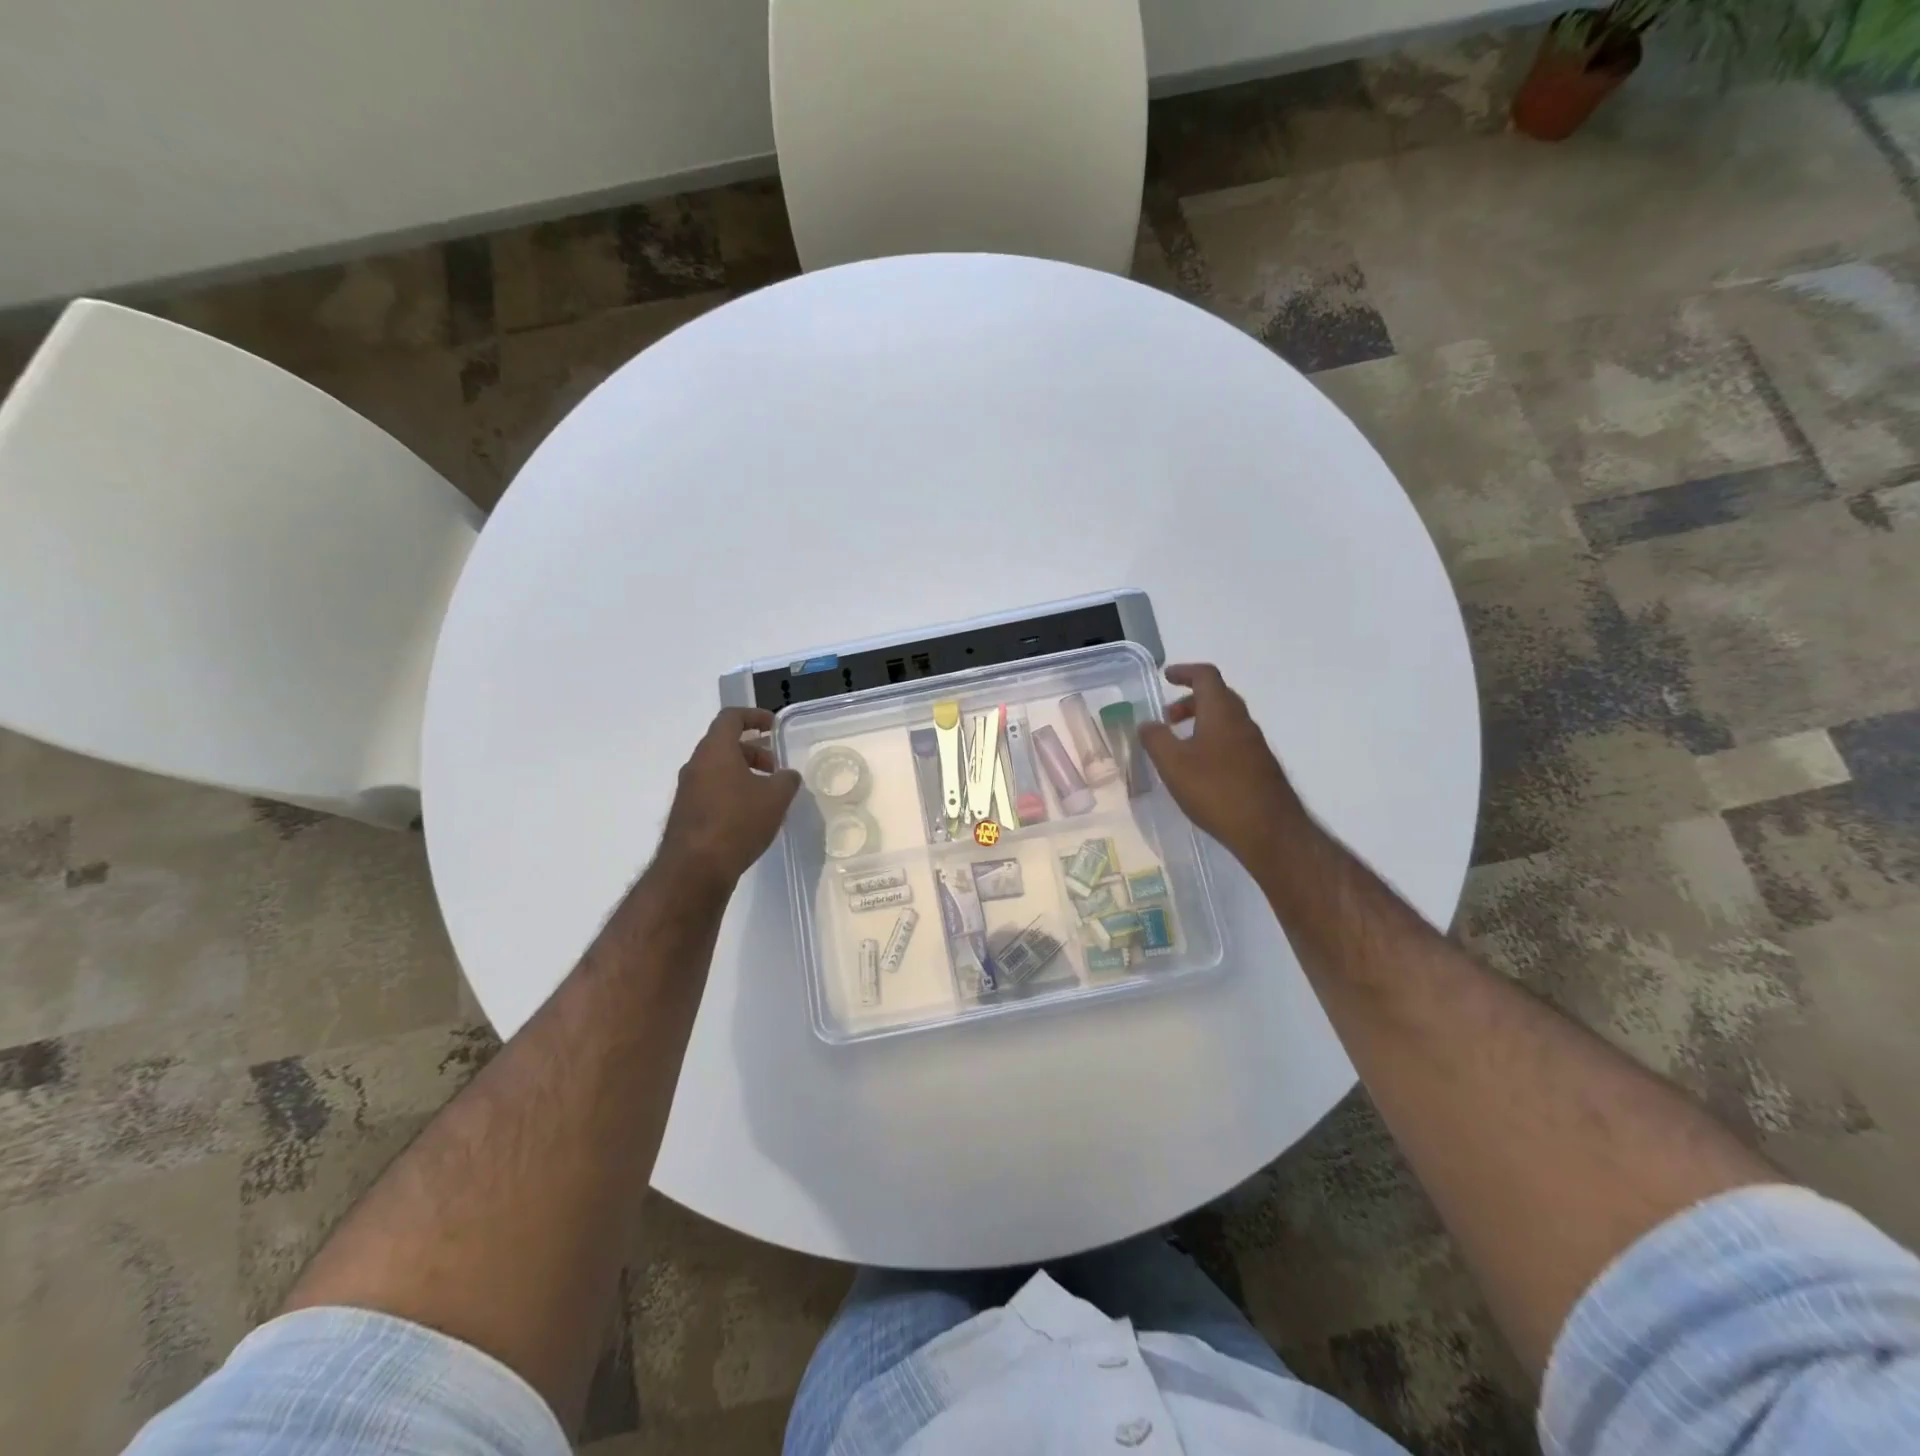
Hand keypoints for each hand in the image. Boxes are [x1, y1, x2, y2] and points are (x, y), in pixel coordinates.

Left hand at [656, 708, 802, 894]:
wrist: (694, 869)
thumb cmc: (737, 822)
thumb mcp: (775, 798)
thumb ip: (786, 780)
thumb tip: (788, 775)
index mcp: (715, 750)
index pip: (731, 718)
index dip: (754, 716)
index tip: (774, 725)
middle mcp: (696, 765)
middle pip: (724, 745)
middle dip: (753, 751)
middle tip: (776, 767)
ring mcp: (687, 791)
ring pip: (718, 770)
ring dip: (743, 774)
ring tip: (768, 794)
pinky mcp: (686, 814)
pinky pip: (712, 791)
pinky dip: (732, 793)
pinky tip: (751, 816)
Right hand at [1138, 664, 1308, 869]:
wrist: (1269, 830)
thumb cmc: (1216, 790)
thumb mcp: (1173, 764)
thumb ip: (1156, 739)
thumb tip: (1147, 723)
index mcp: (1221, 712)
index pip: (1206, 676)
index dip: (1185, 672)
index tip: (1166, 677)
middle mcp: (1242, 722)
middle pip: (1217, 697)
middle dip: (1190, 701)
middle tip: (1167, 718)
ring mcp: (1255, 745)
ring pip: (1225, 721)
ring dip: (1201, 723)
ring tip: (1178, 746)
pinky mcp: (1260, 767)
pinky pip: (1232, 741)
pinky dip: (1211, 741)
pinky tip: (1199, 769)